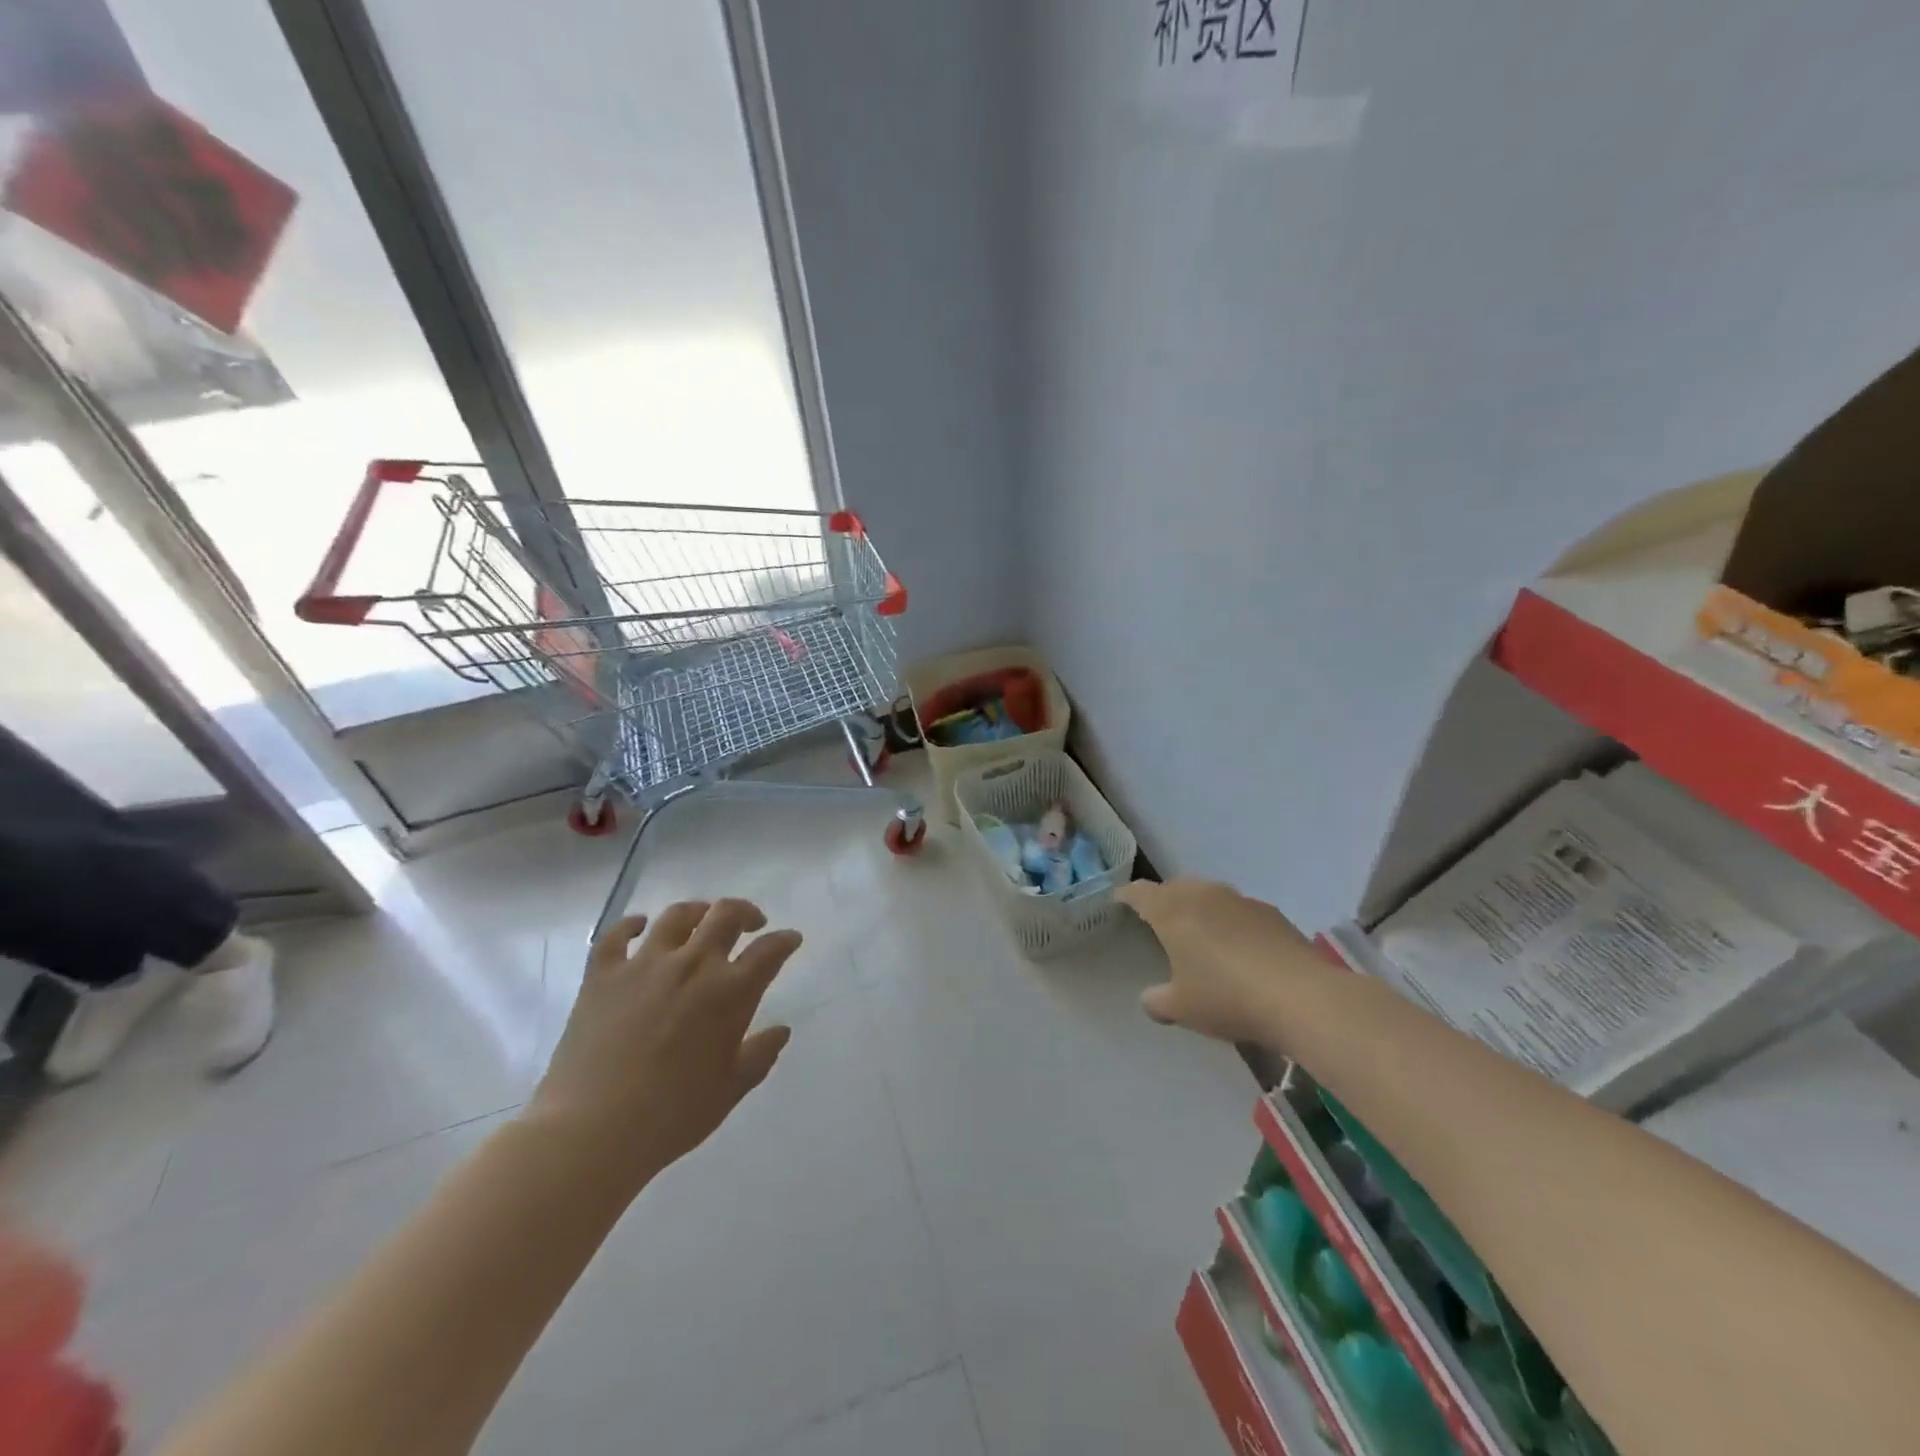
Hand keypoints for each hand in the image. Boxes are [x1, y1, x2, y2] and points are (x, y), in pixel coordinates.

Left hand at [526, 900, 801, 1193]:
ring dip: (698, 910)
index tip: (791, 939)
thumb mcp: (729, 1091)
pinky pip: (617, 934)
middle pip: (726, 915)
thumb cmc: (671, 1116)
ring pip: (678, 915)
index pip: (769, 951)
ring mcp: (644, 965)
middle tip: (752, 923)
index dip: (785, 940)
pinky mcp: (603, 974)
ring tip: (702, 918)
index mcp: (730, 992)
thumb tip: (781, 1030)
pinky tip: (640, 925)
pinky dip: (632, 924)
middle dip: (746, 912)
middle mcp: (692, 965)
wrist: (592, 1131)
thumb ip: (760, 1056)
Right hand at [1118, 878, 1320, 1045]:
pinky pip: (1239, 912)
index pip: (1139, 892)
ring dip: (1200, 910)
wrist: (1301, 996)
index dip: (1126, 895)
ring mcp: (1240, 900)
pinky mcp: (1272, 913)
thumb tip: (1150, 998)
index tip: (1118, 900)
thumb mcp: (1181, 1007)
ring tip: (1200, 935)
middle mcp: (1203, 894)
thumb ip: (1157, 1001)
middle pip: (1175, 888)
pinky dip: (1231, 924)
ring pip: (1209, 896)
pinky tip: (1239, 950)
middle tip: (1158, 921)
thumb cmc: (1226, 996)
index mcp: (1171, 909)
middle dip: (1164, 901)